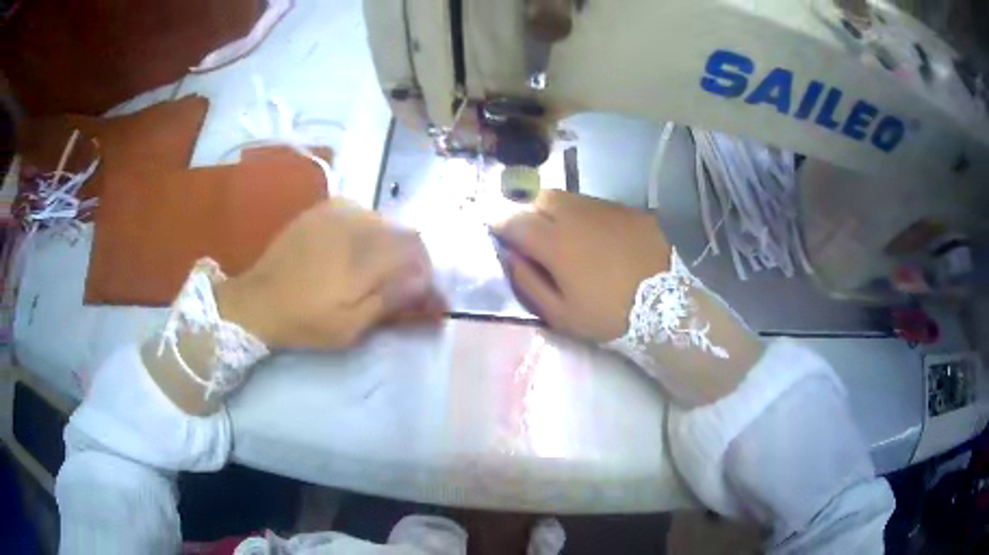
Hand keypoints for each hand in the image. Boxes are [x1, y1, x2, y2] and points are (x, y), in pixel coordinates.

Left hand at [216, 199, 444, 349]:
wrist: (258, 299)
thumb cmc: (305, 320)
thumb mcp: (349, 326)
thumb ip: (389, 299)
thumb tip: (424, 281)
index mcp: (362, 256)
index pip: (415, 250)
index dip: (426, 270)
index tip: (424, 293)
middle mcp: (354, 226)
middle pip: (402, 233)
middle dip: (411, 259)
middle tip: (403, 285)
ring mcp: (336, 213)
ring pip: (382, 221)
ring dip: (390, 244)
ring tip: (379, 269)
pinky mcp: (322, 210)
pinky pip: (359, 212)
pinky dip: (368, 231)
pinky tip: (356, 249)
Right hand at [490, 191, 670, 342]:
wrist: (667, 307)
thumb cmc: (608, 316)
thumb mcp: (560, 314)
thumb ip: (528, 282)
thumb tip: (509, 256)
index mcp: (555, 242)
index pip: (514, 220)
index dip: (499, 222)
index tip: (494, 228)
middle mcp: (576, 215)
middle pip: (540, 198)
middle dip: (528, 209)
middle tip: (529, 229)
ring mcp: (606, 209)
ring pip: (569, 197)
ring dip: (556, 209)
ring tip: (562, 231)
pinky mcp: (629, 210)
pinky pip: (597, 205)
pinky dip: (586, 215)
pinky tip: (596, 235)